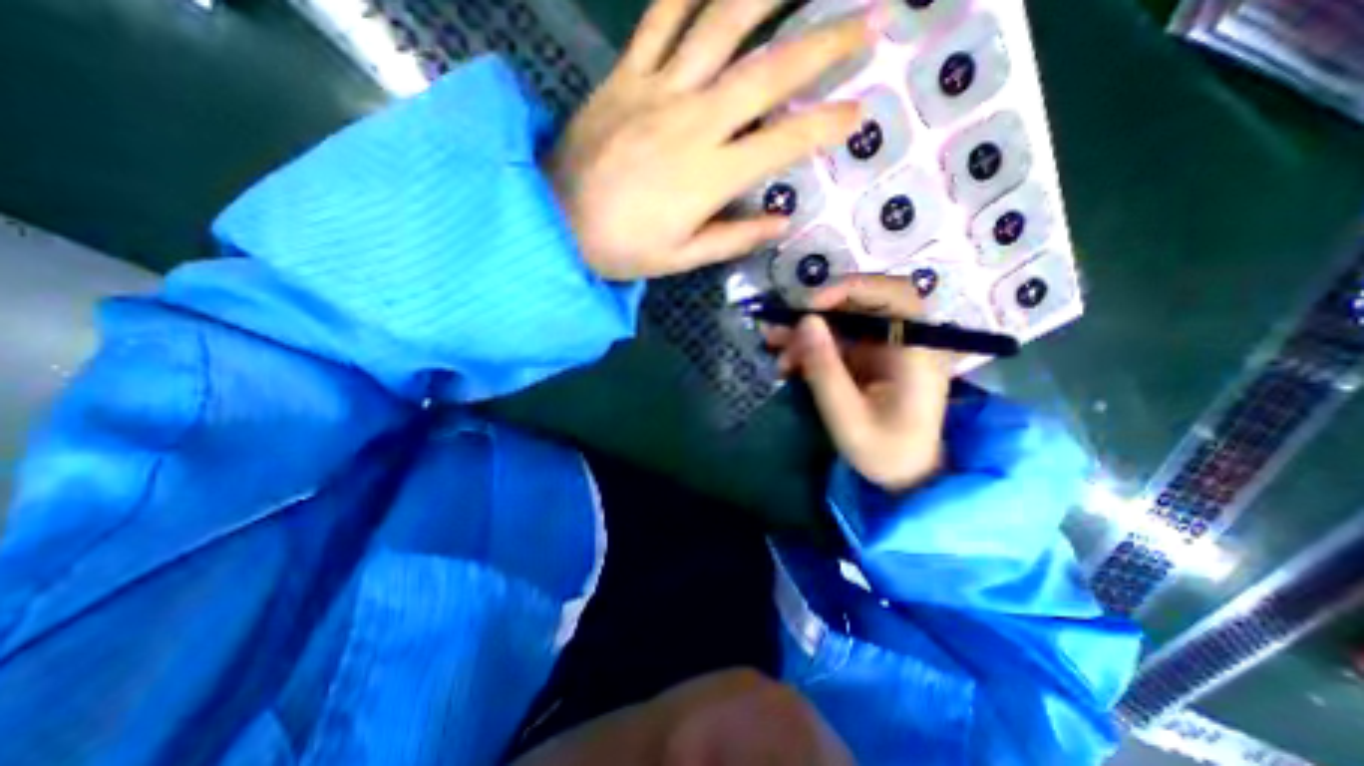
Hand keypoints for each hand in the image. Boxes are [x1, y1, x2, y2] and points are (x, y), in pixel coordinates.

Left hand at [546, 0, 884, 279]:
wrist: (555, 224)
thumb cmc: (622, 249)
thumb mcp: (682, 258)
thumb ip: (734, 239)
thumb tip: (781, 222)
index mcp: (709, 177)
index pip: (783, 143)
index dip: (825, 126)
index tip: (858, 112)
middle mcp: (693, 123)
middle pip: (768, 73)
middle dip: (824, 44)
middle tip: (867, 21)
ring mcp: (657, 92)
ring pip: (719, 27)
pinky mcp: (624, 78)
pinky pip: (657, 19)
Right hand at [772, 275, 950, 490]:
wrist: (904, 477)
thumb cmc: (885, 452)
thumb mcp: (847, 416)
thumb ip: (825, 369)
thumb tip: (804, 321)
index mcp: (916, 350)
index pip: (893, 294)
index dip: (850, 289)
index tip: (810, 308)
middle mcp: (902, 340)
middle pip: (860, 305)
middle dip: (816, 314)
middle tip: (779, 329)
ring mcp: (883, 349)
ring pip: (842, 323)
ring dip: (806, 332)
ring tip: (773, 346)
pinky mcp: (866, 360)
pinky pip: (835, 342)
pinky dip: (809, 348)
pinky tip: (786, 363)